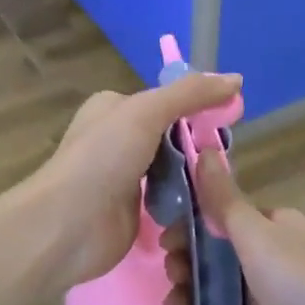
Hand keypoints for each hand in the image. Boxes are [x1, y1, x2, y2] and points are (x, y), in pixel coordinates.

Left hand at [28, 73, 242, 295]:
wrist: (68, 226)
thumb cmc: (103, 159)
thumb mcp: (146, 113)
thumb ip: (190, 94)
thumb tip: (236, 79)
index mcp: (114, 107)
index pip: (166, 100)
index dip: (198, 108)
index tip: (231, 119)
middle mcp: (117, 138)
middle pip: (172, 136)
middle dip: (198, 146)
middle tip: (226, 159)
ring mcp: (123, 176)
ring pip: (172, 169)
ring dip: (194, 176)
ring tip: (221, 184)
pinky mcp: (132, 210)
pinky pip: (168, 200)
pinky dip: (185, 202)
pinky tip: (206, 207)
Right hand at [165, 154, 304, 304]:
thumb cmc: (302, 284)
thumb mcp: (257, 235)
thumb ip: (224, 198)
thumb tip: (203, 148)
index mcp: (273, 225)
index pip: (222, 214)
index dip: (191, 224)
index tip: (166, 239)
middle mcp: (269, 255)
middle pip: (214, 251)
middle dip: (186, 261)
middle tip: (172, 275)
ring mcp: (265, 296)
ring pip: (214, 287)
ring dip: (188, 293)